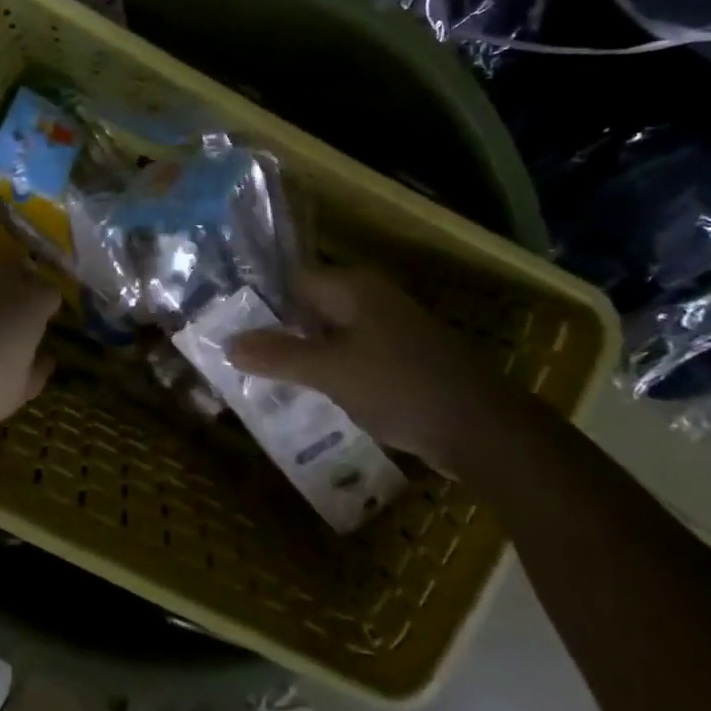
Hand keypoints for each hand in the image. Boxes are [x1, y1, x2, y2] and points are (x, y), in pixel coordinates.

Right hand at [227, 266, 517, 476]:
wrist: (483, 428)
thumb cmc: (400, 386)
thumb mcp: (330, 372)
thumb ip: (278, 356)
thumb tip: (228, 342)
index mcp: (353, 287)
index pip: (293, 282)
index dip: (261, 304)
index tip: (230, 329)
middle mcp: (372, 299)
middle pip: (312, 309)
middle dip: (281, 335)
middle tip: (242, 362)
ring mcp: (392, 330)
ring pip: (333, 337)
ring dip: (306, 358)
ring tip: (268, 384)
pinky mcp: (404, 361)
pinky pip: (355, 359)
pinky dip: (334, 374)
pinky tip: (314, 400)